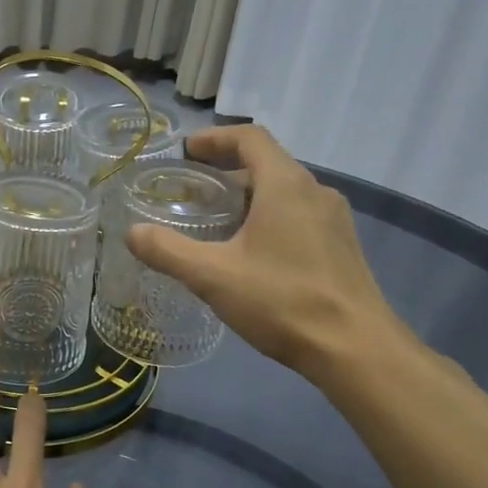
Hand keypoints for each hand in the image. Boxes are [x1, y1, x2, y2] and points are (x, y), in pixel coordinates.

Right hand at [125, 124, 403, 385]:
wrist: (356, 349)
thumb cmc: (282, 301)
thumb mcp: (213, 276)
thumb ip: (167, 251)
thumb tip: (132, 233)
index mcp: (285, 185)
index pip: (249, 138)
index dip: (215, 138)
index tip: (186, 151)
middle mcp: (315, 191)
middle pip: (266, 164)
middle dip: (225, 171)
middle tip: (190, 193)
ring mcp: (333, 220)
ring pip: (283, 192)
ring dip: (247, 197)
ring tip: (215, 223)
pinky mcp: (340, 247)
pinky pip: (298, 216)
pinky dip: (267, 218)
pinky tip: (249, 253)